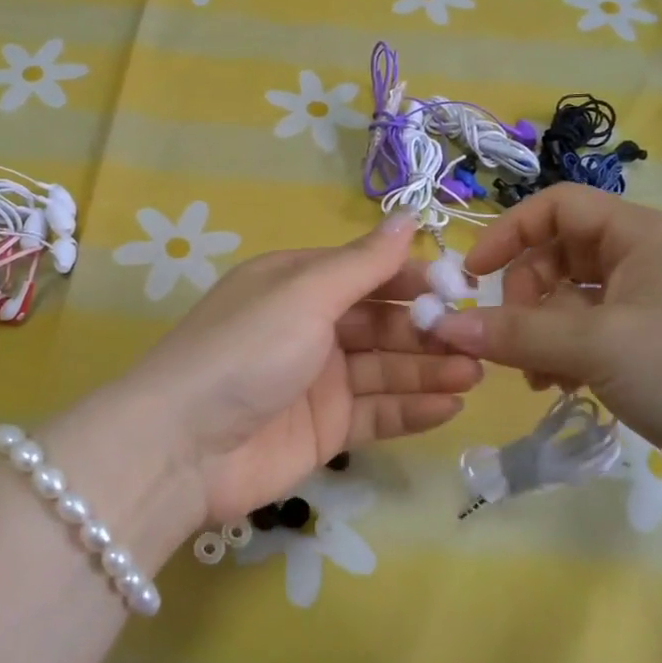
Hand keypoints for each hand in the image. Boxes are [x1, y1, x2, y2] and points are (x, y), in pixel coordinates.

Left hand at [120, 214, 481, 524]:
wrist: (183, 447)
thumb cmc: (246, 351)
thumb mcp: (304, 294)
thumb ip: (362, 262)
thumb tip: (409, 215)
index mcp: (296, 284)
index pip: (366, 272)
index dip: (412, 277)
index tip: (461, 287)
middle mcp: (308, 327)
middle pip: (380, 322)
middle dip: (427, 329)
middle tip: (478, 340)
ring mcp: (316, 381)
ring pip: (384, 368)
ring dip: (429, 369)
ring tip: (476, 373)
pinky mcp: (323, 430)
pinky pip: (376, 413)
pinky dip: (411, 409)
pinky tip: (450, 406)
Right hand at [429, 186, 661, 511]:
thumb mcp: (596, 346)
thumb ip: (514, 332)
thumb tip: (441, 325)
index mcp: (642, 234)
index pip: (556, 206)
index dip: (508, 233)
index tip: (472, 276)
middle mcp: (646, 260)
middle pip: (557, 256)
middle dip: (525, 297)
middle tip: (514, 341)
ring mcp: (651, 305)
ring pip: (569, 300)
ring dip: (540, 333)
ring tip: (539, 376)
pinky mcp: (653, 347)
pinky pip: (588, 334)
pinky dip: (564, 355)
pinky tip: (563, 387)